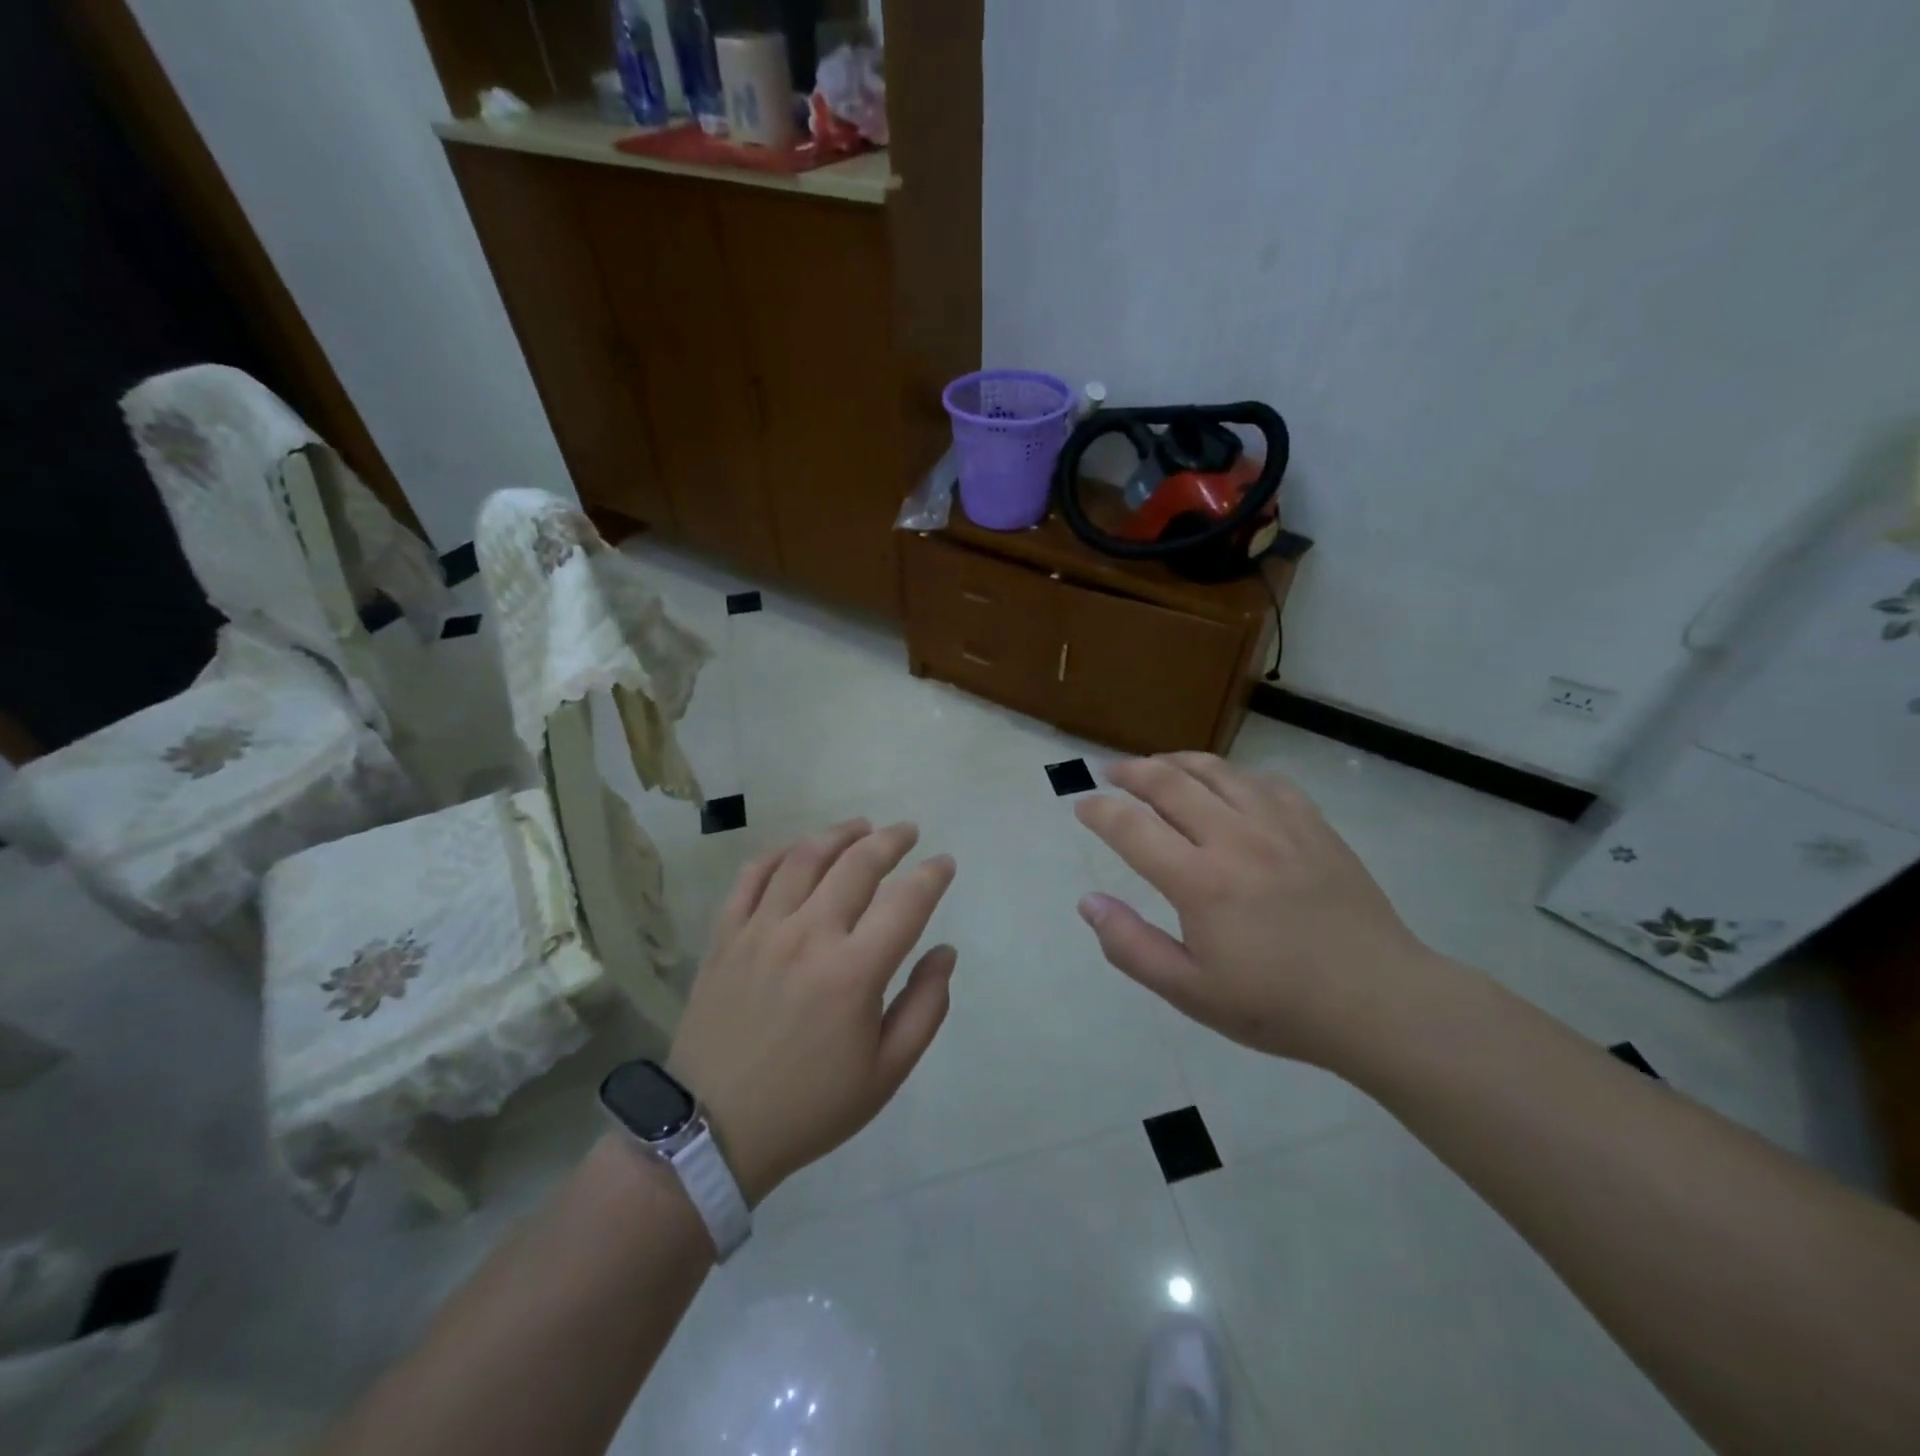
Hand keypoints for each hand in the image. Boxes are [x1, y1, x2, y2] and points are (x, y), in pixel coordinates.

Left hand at [666, 819, 956, 1206]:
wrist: (713, 1129)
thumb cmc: (810, 1105)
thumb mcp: (886, 1073)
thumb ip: (925, 1007)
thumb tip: (945, 952)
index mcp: (854, 972)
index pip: (906, 902)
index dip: (932, 875)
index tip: (944, 863)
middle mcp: (809, 936)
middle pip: (857, 864)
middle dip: (891, 840)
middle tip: (908, 832)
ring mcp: (761, 929)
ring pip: (804, 857)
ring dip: (839, 834)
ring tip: (860, 827)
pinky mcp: (725, 935)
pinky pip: (752, 875)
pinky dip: (779, 853)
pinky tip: (797, 850)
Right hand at [1075, 754, 1438, 1066]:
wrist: (1378, 1001)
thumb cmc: (1277, 1005)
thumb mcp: (1190, 992)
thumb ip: (1131, 946)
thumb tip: (1088, 903)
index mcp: (1200, 881)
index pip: (1131, 827)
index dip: (1099, 811)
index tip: (1082, 805)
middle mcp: (1234, 838)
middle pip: (1169, 782)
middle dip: (1131, 772)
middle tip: (1111, 773)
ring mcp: (1278, 825)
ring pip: (1216, 770)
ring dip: (1176, 762)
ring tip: (1158, 766)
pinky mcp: (1312, 824)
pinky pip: (1263, 780)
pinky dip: (1232, 775)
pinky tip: (1227, 788)